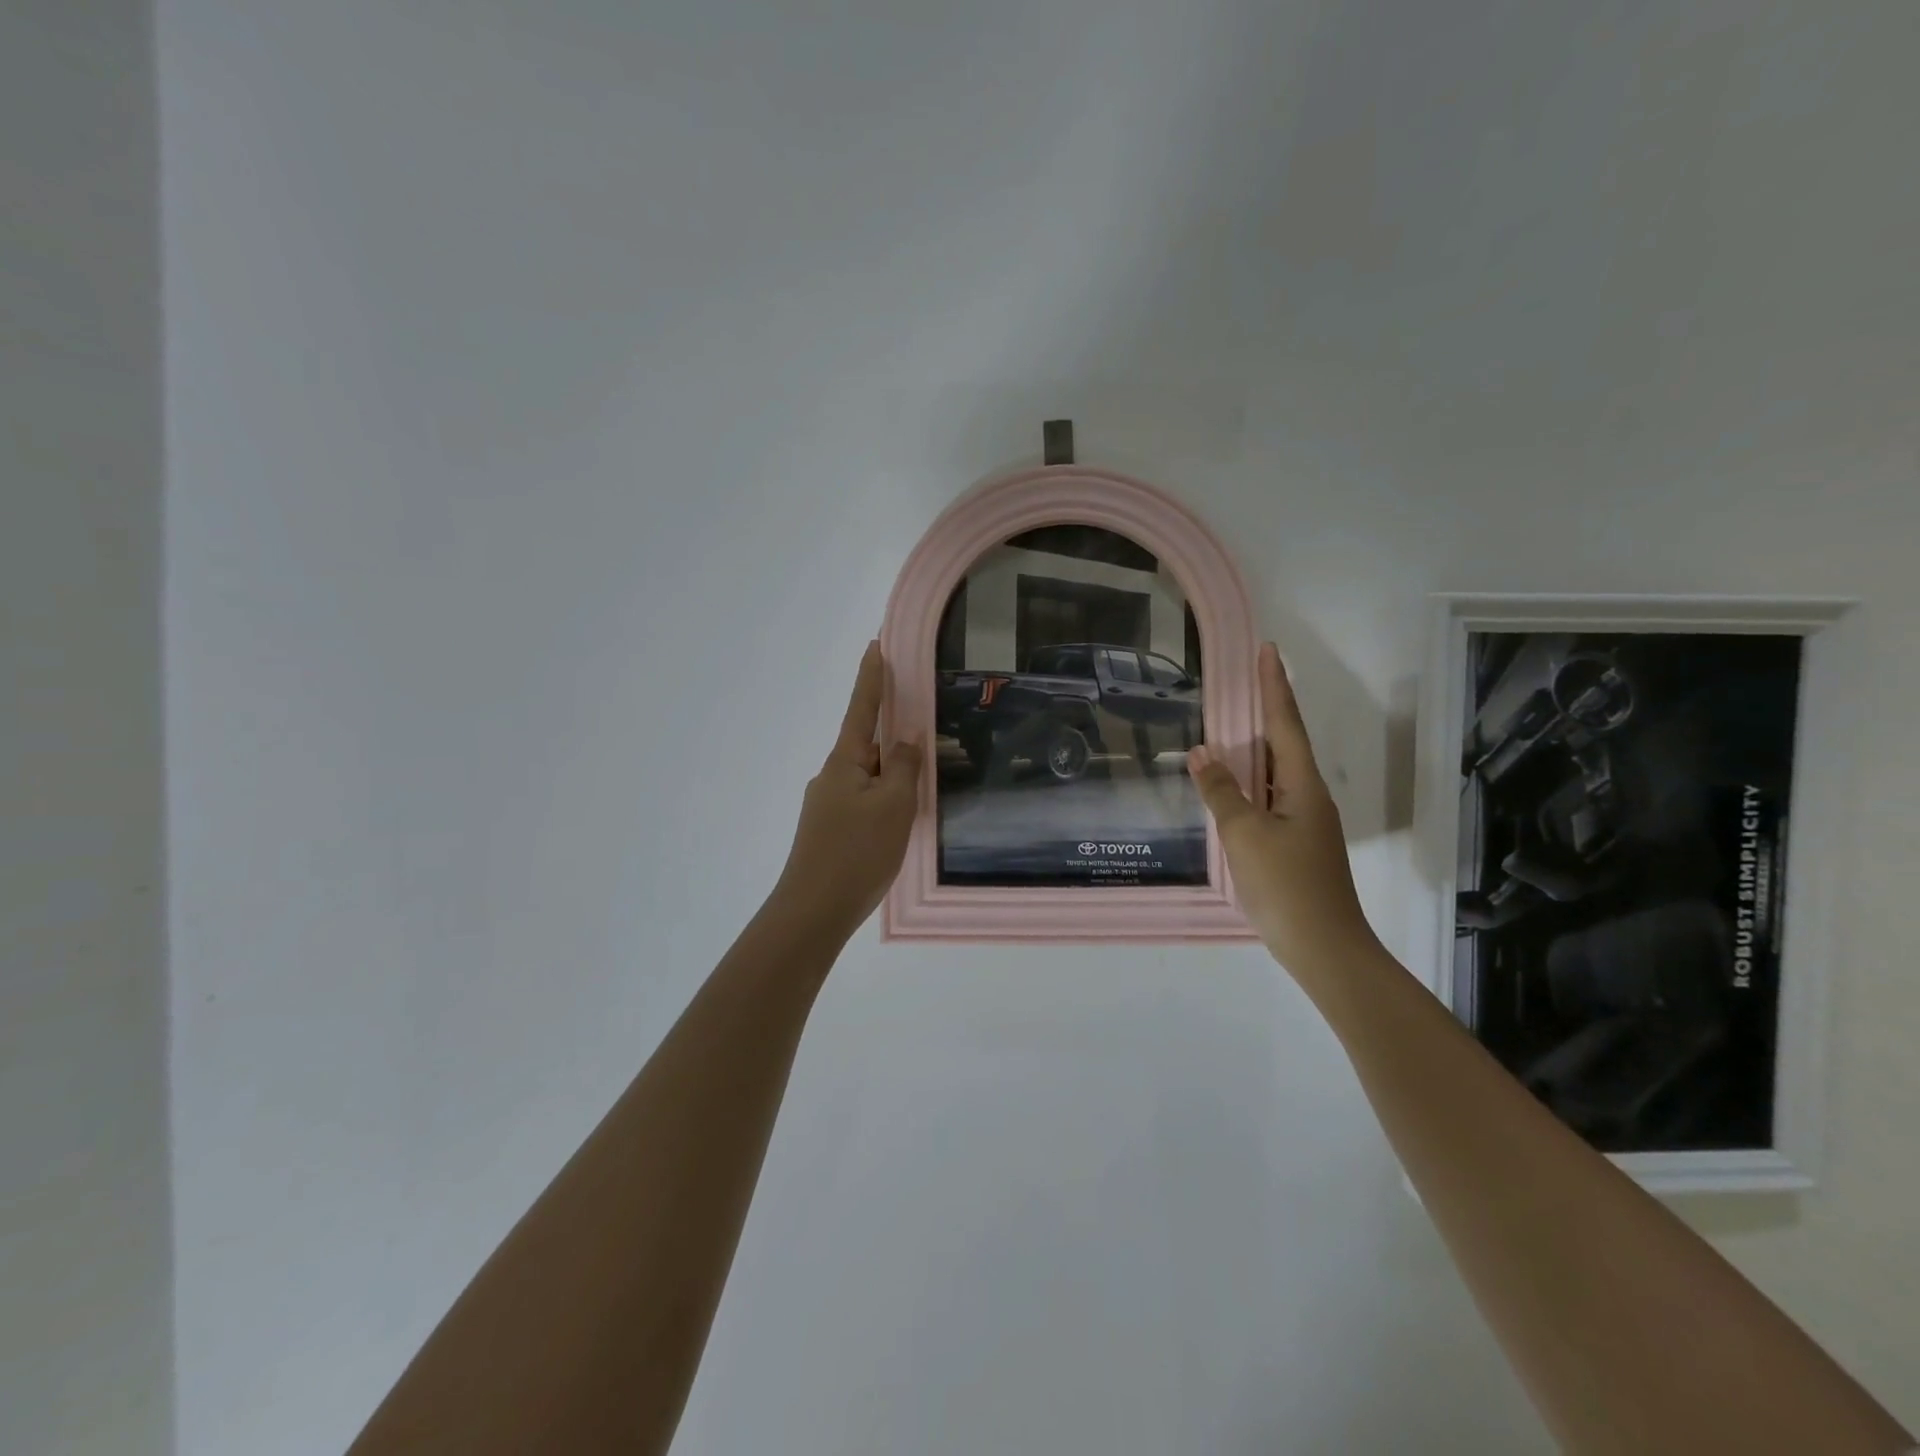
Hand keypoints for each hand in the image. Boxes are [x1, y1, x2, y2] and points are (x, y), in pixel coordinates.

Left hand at [769, 640, 921, 938]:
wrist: (813, 911)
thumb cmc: (856, 853)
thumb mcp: (893, 806)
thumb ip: (902, 767)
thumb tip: (904, 741)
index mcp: (844, 762)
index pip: (861, 709)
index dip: (871, 678)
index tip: (876, 646)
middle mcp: (832, 777)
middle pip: (866, 745)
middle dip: (892, 737)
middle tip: (924, 734)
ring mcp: (827, 805)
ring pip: (868, 778)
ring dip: (891, 776)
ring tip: (920, 790)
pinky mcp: (830, 831)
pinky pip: (864, 802)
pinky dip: (884, 800)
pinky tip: (900, 822)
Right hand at [1186, 642, 1378, 975]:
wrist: (1324, 948)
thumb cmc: (1285, 885)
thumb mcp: (1244, 835)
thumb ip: (1221, 792)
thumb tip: (1203, 752)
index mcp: (1303, 787)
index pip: (1286, 724)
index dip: (1275, 687)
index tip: (1268, 651)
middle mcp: (1309, 798)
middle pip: (1286, 744)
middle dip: (1267, 711)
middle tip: (1244, 683)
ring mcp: (1305, 824)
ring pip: (1277, 774)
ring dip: (1256, 749)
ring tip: (1231, 729)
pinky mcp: (1296, 846)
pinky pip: (1270, 799)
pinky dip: (1251, 784)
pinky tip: (1233, 790)